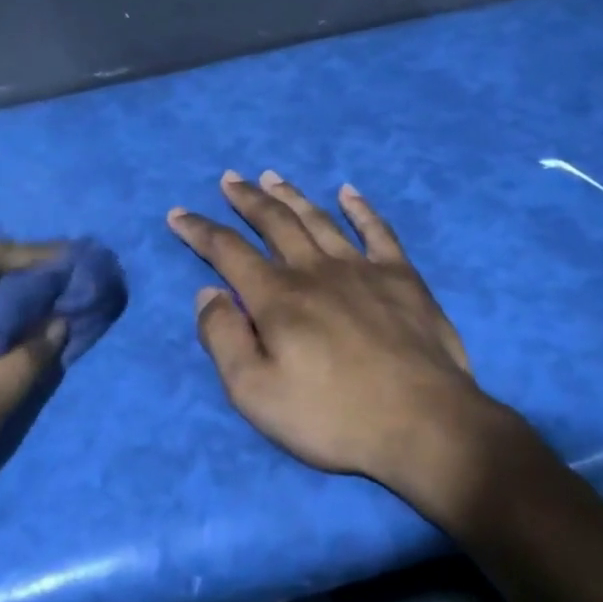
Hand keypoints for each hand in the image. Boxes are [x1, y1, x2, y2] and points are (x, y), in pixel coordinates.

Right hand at [167, 171, 500, 495]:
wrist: (423, 425)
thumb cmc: (333, 417)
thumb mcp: (255, 393)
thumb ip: (224, 339)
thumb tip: (208, 293)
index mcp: (277, 298)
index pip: (227, 251)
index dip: (199, 230)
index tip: (178, 213)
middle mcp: (315, 270)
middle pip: (274, 222)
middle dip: (246, 199)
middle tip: (230, 179)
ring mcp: (362, 269)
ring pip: (318, 219)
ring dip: (292, 195)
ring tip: (272, 176)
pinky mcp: (402, 278)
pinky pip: (378, 231)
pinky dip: (361, 209)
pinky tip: (349, 192)